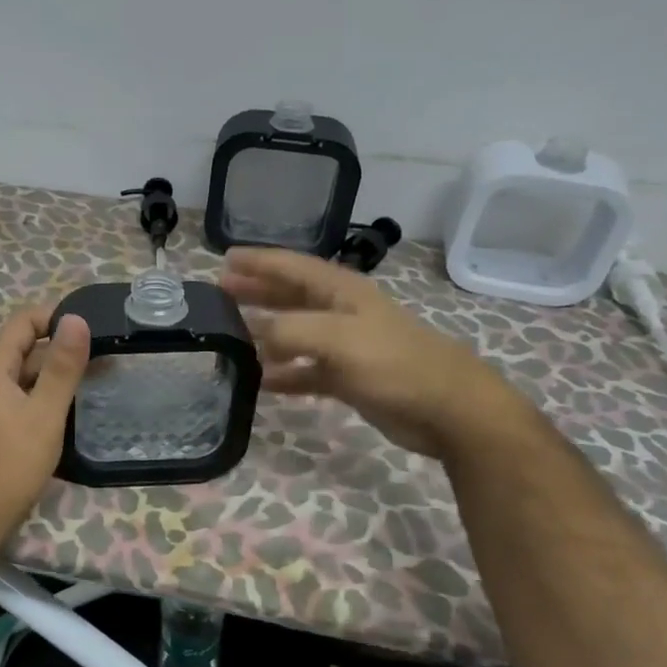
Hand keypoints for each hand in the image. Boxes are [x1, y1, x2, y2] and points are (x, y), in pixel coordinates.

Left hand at [0, 306, 90, 544]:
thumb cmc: (9, 464)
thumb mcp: (44, 413)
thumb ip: (62, 367)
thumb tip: (76, 318)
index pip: (23, 321)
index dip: (55, 316)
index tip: (93, 326)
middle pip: (28, 348)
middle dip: (64, 346)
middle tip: (108, 355)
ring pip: (30, 376)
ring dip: (61, 372)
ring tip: (102, 378)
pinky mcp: (0, 428)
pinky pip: (28, 398)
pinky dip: (51, 396)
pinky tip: (76, 408)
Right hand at [219, 247, 522, 456]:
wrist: (447, 409)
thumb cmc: (394, 363)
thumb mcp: (338, 338)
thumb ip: (290, 331)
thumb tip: (253, 334)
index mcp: (341, 291)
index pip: (292, 267)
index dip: (259, 261)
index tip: (225, 258)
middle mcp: (341, 313)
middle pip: (290, 295)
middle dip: (257, 291)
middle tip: (220, 290)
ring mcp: (346, 346)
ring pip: (295, 333)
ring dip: (265, 332)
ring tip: (231, 334)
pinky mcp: (349, 378)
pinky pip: (306, 371)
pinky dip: (285, 374)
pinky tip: (261, 381)